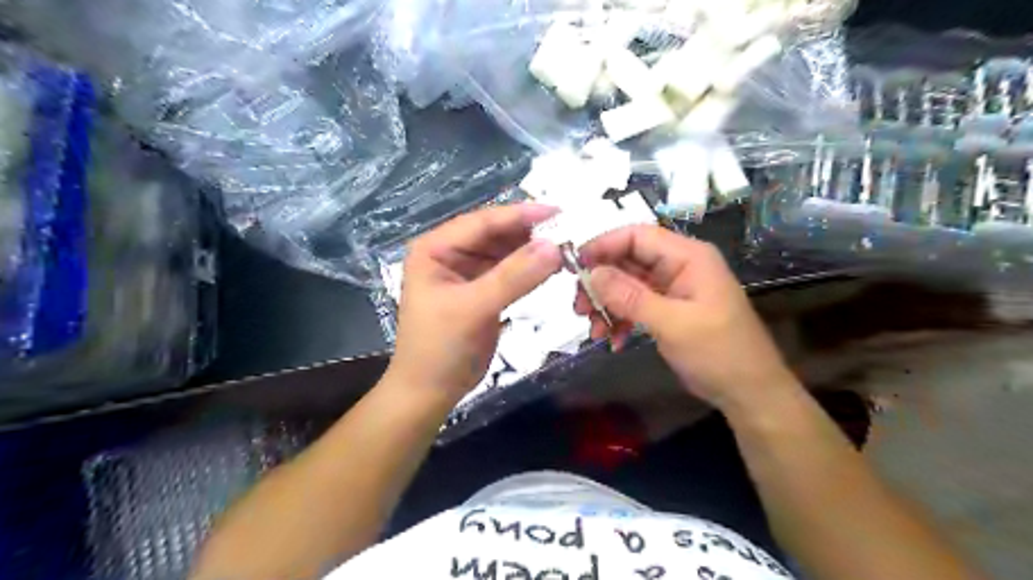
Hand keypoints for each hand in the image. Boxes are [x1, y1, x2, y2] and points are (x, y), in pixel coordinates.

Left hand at [390, 206, 563, 399]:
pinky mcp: (483, 291)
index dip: (519, 215)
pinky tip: (551, 267)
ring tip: (566, 248)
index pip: (482, 222)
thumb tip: (554, 246)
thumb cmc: (439, 348)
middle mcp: (451, 253)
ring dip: (532, 250)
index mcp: (435, 248)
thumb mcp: (473, 308)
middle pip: (495, 234)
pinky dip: (530, 269)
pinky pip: (510, 272)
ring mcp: (468, 272)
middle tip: (569, 231)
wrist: (430, 392)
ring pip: (505, 252)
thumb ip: (513, 277)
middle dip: (529, 232)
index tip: (558, 212)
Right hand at [577, 225, 801, 409]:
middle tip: (579, 308)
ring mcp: (672, 288)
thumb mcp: (673, 324)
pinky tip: (613, 340)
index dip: (603, 245)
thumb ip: (630, 297)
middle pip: (627, 260)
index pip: (637, 236)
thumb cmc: (719, 352)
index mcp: (687, 257)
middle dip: (601, 283)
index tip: (574, 266)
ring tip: (594, 330)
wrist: (748, 391)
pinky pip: (634, 304)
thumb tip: (592, 273)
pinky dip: (619, 319)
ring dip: (606, 305)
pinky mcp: (667, 308)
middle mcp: (678, 265)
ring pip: (626, 284)